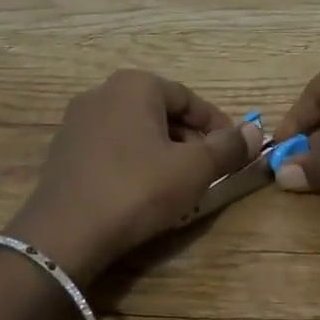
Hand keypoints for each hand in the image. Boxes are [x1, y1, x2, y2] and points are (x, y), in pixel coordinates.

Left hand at [8, 69, 263, 282]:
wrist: (63, 234)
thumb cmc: (136, 189)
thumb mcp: (193, 169)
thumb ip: (228, 147)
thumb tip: (256, 132)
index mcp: (135, 85)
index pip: (189, 98)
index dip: (217, 125)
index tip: (234, 152)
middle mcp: (103, 92)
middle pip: (161, 112)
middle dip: (190, 139)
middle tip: (209, 170)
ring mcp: (77, 121)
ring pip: (136, 130)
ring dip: (163, 152)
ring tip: (179, 184)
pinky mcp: (63, 151)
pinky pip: (111, 148)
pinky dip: (134, 162)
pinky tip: (142, 192)